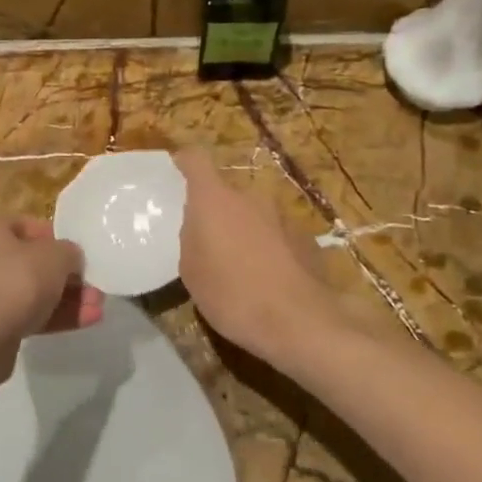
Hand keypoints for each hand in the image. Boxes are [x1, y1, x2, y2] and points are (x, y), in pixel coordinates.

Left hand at [0, 215, 104, 386]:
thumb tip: (70, 258)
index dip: (58, 240)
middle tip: (94, 287)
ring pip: (28, 290)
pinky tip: (86, 322)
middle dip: (66, 277)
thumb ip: (69, 252)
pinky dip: (51, 316)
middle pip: (29, 261)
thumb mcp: (55, 256)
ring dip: (64, 299)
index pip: (27, 226)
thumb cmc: (14, 281)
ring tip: (97, 307)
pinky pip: (21, 313)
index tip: (79, 256)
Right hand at [175, 149, 334, 362]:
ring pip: (253, 215)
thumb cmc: (232, 294)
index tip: (177, 170)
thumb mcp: (192, 271)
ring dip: (244, 231)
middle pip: (227, 194)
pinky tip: (268, 280)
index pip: (196, 160)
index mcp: (215, 200)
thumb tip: (199, 227)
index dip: (185, 162)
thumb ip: (192, 238)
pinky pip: (277, 235)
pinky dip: (269, 249)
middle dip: (216, 212)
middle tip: (208, 243)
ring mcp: (282, 215)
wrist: (298, 321)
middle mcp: (250, 197)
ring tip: (240, 268)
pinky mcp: (305, 237)